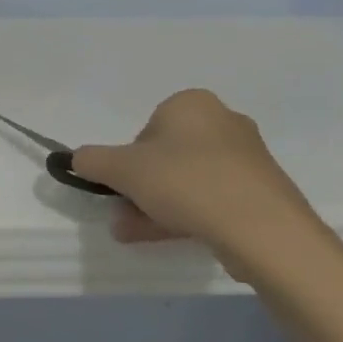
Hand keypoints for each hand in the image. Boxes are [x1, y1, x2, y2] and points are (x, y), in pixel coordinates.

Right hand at [69, 89, 326, 278]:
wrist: (264, 231)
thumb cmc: (186, 183)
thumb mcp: (121, 169)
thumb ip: (91, 161)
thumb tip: (78, 159)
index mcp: (191, 103)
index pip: (145, 129)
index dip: (127, 160)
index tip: (122, 185)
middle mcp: (223, 122)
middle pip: (165, 157)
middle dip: (140, 187)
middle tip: (124, 214)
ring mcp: (248, 159)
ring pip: (187, 181)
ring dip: (157, 205)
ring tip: (136, 233)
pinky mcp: (264, 192)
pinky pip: (213, 199)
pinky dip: (189, 215)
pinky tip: (173, 238)